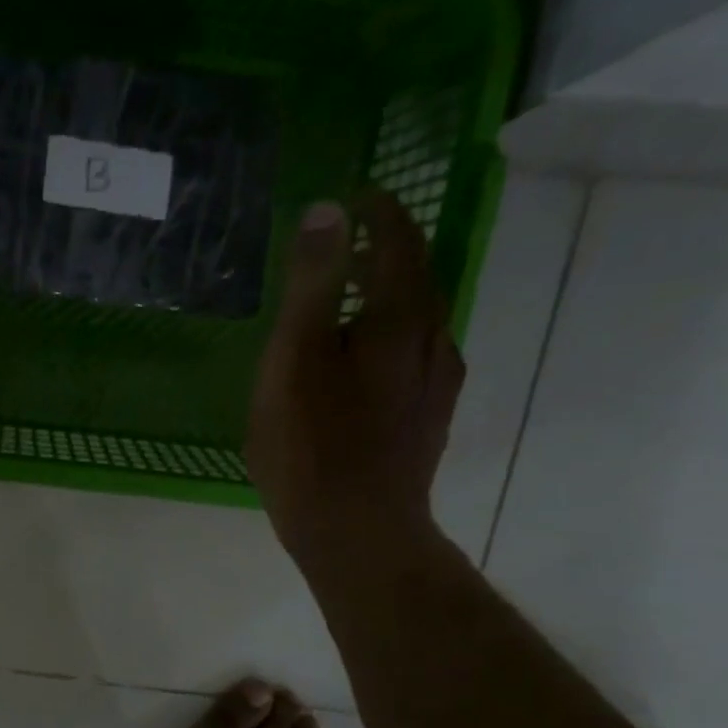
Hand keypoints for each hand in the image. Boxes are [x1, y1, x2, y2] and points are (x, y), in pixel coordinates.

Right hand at [246, 191, 463, 580]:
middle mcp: (429, 342)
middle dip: (387, 251)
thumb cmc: (312, 447)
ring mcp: (433, 384)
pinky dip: (390, 340)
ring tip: (350, 302)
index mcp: (396, 320)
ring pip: (418, 322)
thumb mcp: (293, 360)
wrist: (358, 532)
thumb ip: (311, 285)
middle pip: (416, 279)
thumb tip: (327, 211)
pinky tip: (365, 365)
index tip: (354, 196)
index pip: (398, 241)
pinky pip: (414, 359)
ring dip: (390, 298)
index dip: (379, 211)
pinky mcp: (427, 420)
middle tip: (348, 244)